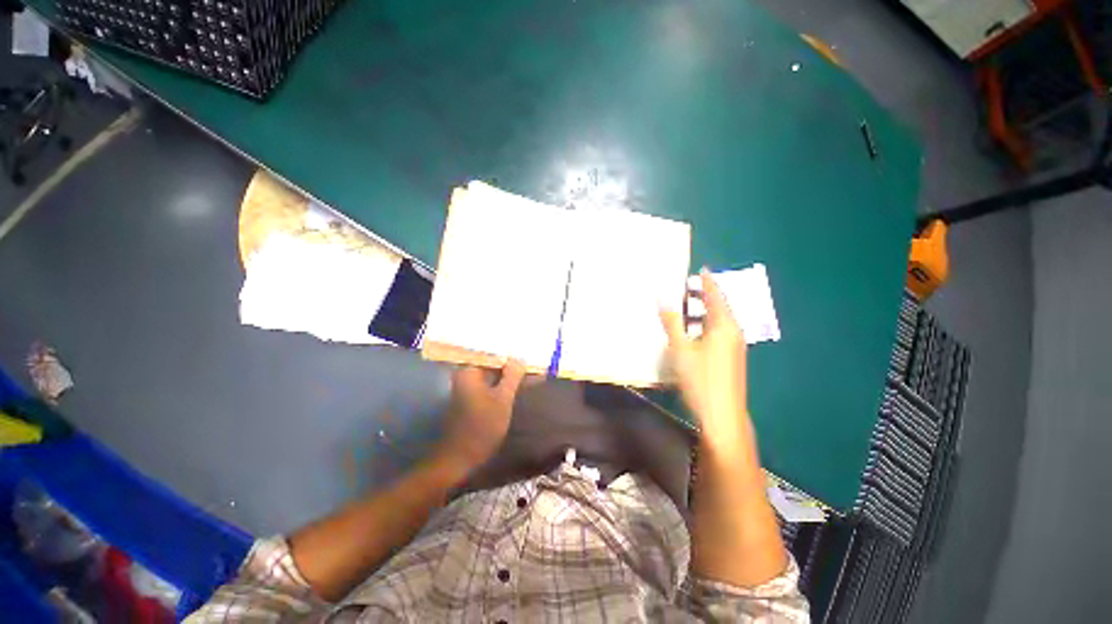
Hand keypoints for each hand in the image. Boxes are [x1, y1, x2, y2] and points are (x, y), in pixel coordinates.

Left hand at [435, 360, 526, 476]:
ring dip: (513, 372)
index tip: (527, 346)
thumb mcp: (503, 399)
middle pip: (493, 360)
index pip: (491, 350)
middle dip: (514, 360)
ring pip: (496, 372)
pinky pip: (494, 382)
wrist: (461, 457)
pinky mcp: (475, 396)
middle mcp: (467, 373)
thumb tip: (521, 358)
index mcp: (470, 370)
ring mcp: (471, 385)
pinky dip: (507, 382)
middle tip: (534, 356)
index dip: (510, 349)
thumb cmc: (482, 426)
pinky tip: (524, 382)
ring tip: (534, 368)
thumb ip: (512, 376)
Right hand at [660, 269, 751, 448]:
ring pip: (720, 320)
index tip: (701, 269)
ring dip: (704, 311)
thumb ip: (672, 322)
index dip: (707, 281)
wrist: (722, 415)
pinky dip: (707, 324)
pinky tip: (695, 332)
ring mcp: (735, 346)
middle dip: (705, 295)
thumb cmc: (699, 378)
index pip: (716, 295)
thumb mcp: (680, 348)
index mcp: (723, 325)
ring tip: (687, 307)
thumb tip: (662, 299)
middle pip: (720, 307)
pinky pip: (720, 332)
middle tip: (687, 287)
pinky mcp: (732, 358)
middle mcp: (733, 332)